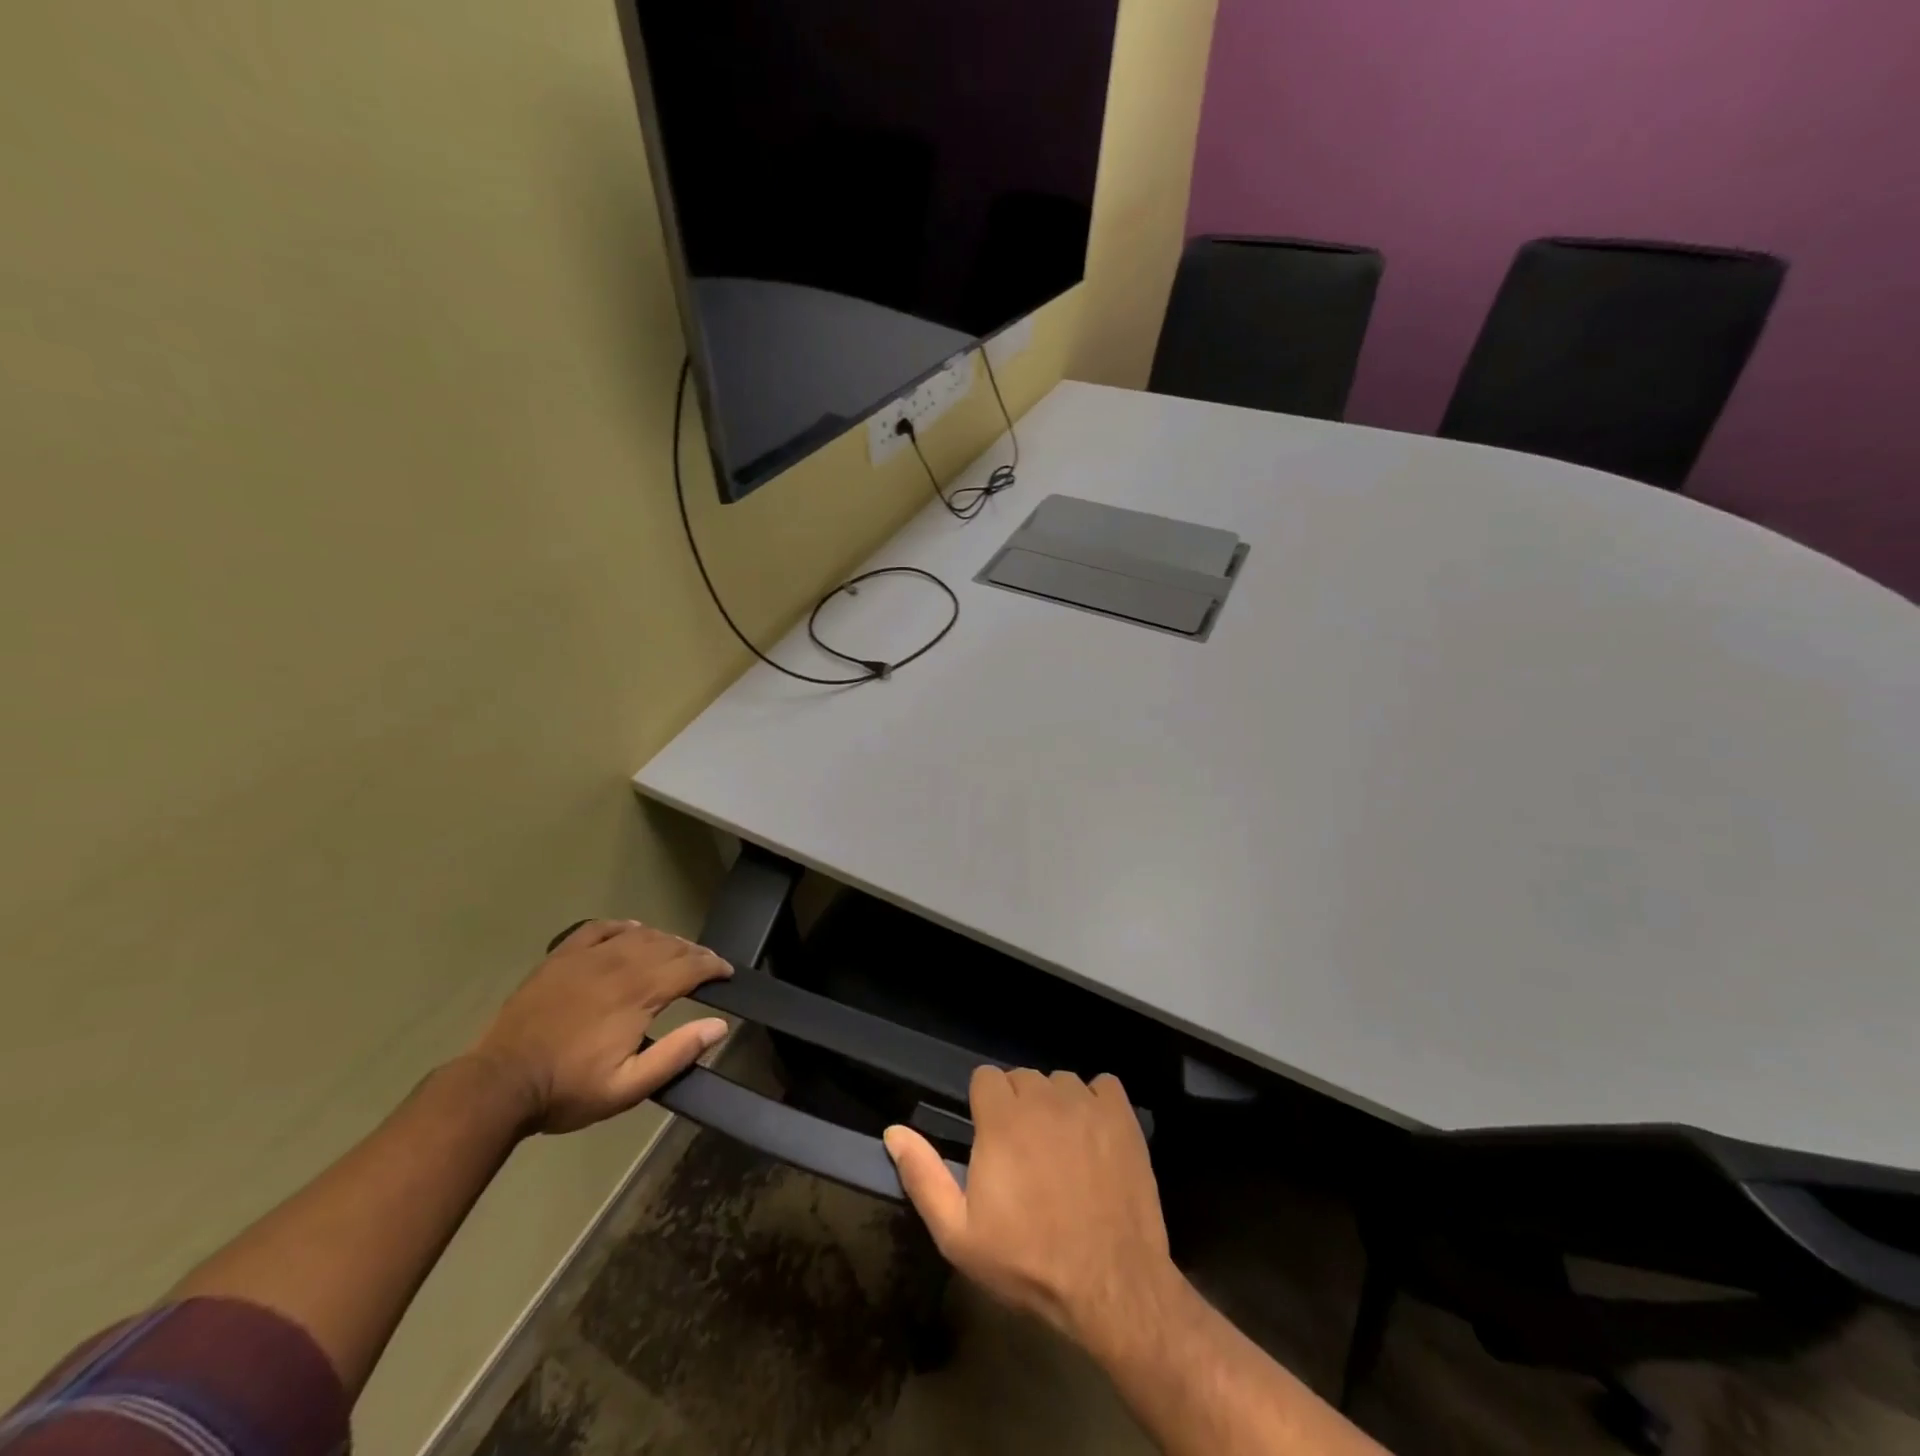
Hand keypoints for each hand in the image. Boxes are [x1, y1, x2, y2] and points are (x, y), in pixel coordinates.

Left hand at [467, 918, 731, 1133]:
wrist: (499, 1084)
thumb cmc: (568, 1089)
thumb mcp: (628, 1087)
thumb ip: (676, 1054)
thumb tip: (719, 1026)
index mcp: (638, 995)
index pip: (689, 967)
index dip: (714, 966)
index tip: (727, 973)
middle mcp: (619, 965)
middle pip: (669, 947)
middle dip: (694, 953)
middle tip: (707, 965)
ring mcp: (587, 957)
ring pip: (639, 935)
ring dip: (665, 940)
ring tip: (676, 951)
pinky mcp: (562, 957)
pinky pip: (600, 928)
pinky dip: (623, 926)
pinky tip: (632, 931)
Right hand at [884, 1067, 1179, 1353]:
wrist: (1111, 1284)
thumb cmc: (1029, 1261)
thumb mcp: (959, 1234)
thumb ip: (923, 1177)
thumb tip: (894, 1131)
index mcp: (1001, 1118)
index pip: (986, 1078)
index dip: (985, 1108)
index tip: (991, 1142)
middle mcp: (1042, 1097)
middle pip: (1022, 1078)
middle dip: (1018, 1107)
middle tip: (1025, 1154)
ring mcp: (1086, 1103)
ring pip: (1060, 1082)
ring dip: (1056, 1106)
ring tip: (1062, 1151)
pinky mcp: (1122, 1115)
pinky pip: (1102, 1085)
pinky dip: (1096, 1103)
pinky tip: (1095, 1137)